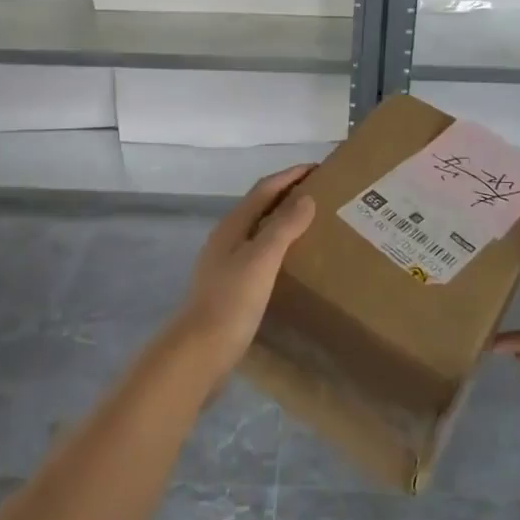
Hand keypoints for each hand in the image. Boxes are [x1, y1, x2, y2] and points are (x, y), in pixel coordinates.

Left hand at [163, 163, 316, 385]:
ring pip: (259, 230)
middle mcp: (227, 238)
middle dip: (288, 194)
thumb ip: (283, 227)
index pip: (265, 188)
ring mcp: (225, 262)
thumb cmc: (231, 301)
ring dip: (283, 220)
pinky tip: (291, 262)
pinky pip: (259, 253)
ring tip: (312, 223)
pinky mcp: (230, 286)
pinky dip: (278, 246)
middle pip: (260, 206)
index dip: (290, 175)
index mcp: (232, 225)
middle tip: (320, 194)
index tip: (319, 168)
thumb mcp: (261, 259)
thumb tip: (306, 197)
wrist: (199, 352)